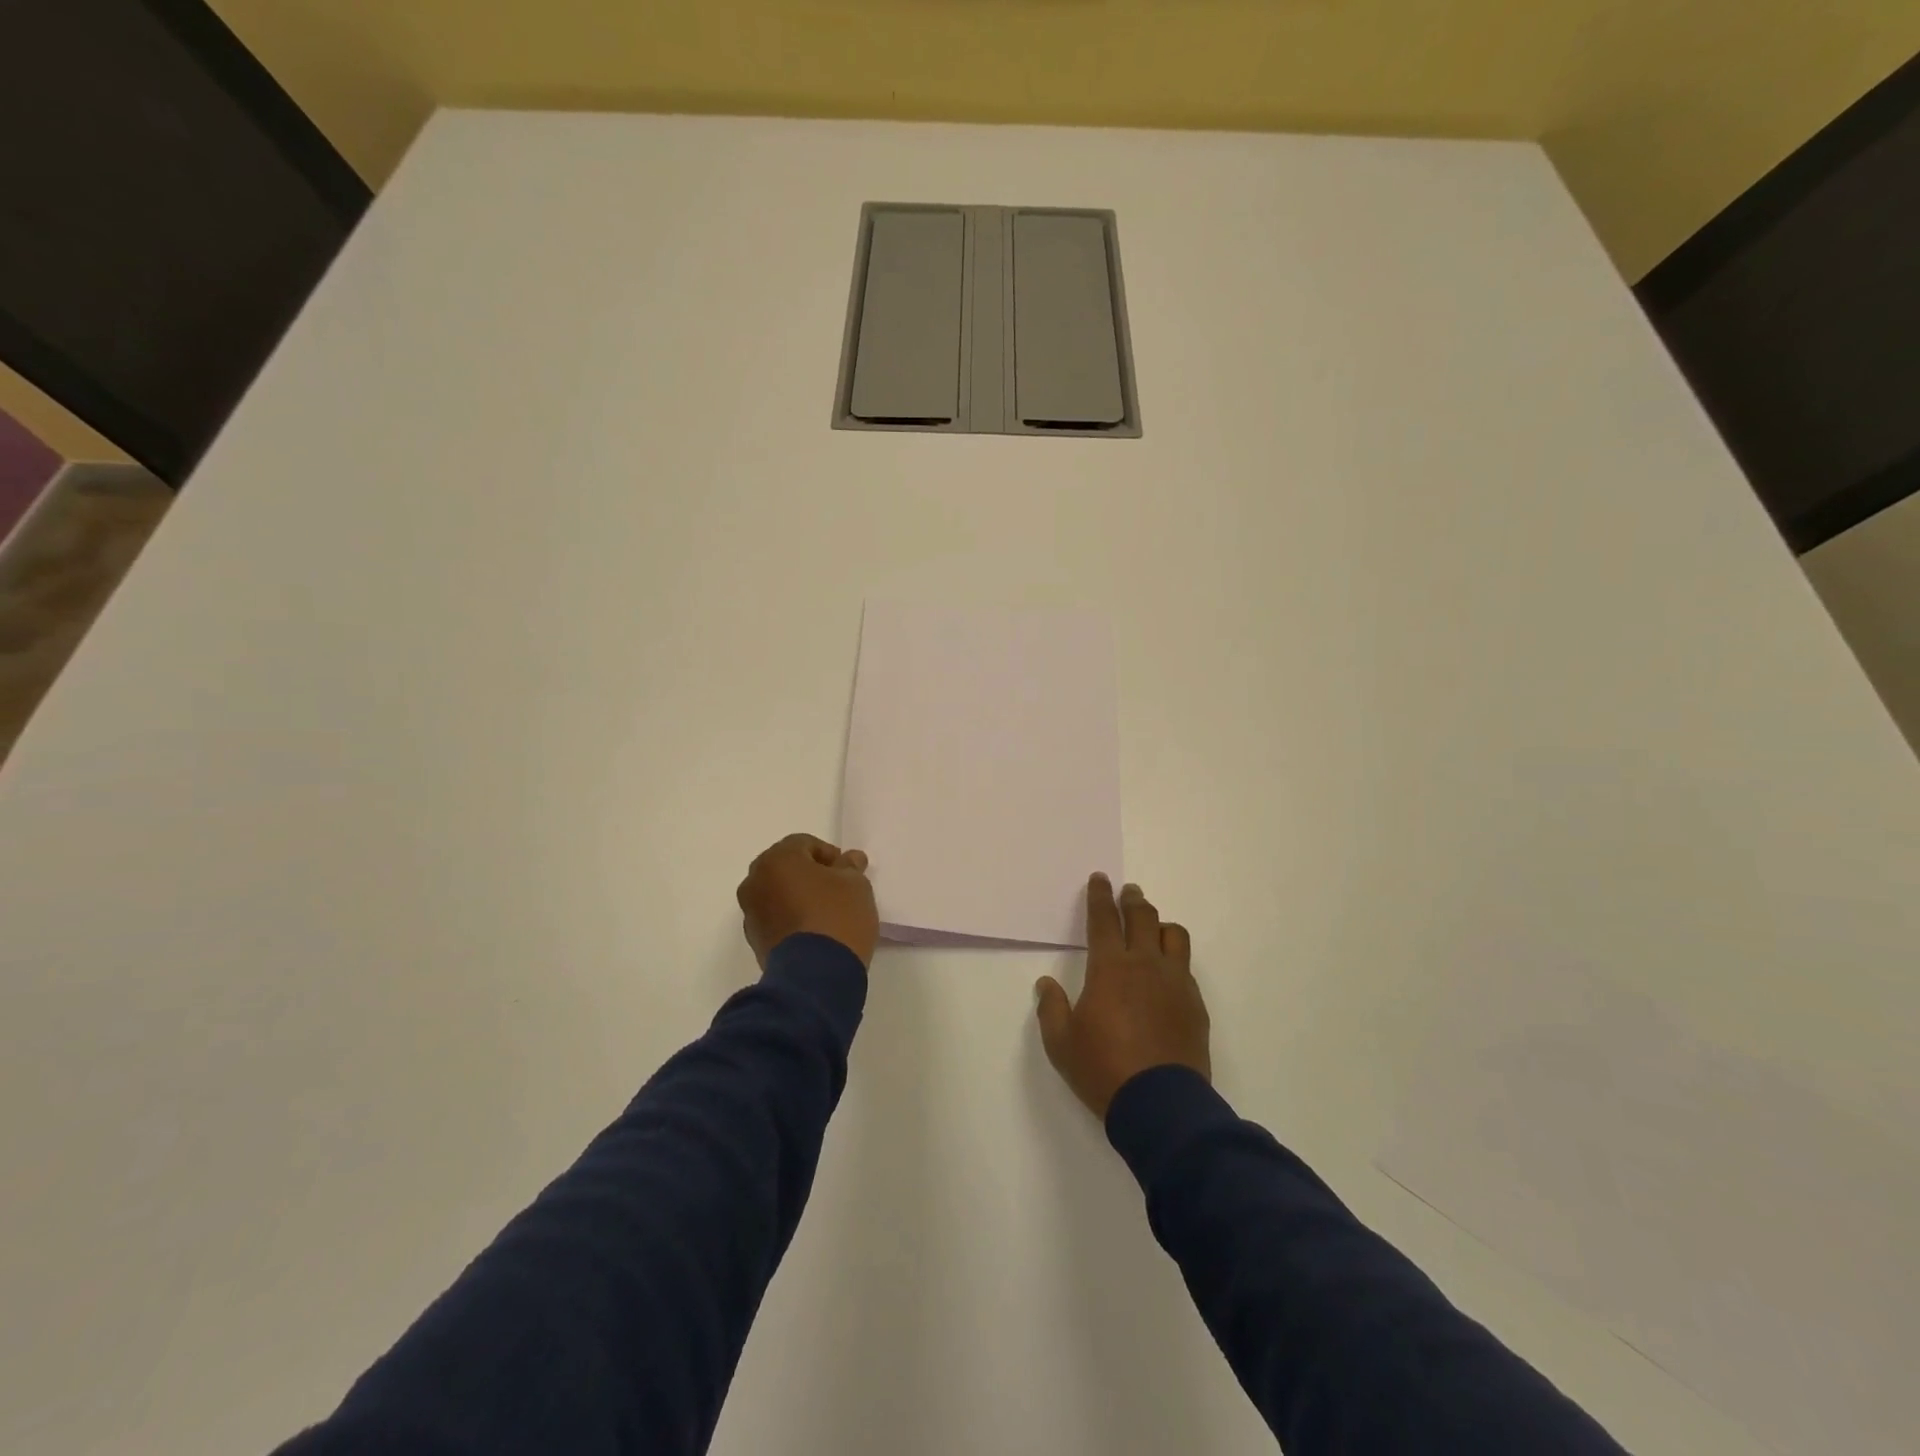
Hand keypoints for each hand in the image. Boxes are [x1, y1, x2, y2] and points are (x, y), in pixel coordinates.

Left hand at [737, 833, 878, 968]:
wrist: (815, 974)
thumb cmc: (837, 916)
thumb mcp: (855, 884)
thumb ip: (850, 867)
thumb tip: (849, 860)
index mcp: (777, 859)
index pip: (804, 844)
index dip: (829, 854)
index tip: (847, 872)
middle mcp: (755, 881)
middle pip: (786, 867)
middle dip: (810, 873)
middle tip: (837, 888)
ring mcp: (751, 912)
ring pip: (777, 893)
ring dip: (797, 896)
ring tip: (825, 911)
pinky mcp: (754, 940)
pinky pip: (774, 917)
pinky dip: (790, 917)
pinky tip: (813, 930)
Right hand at [1036, 873, 1210, 1119]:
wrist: (1161, 1104)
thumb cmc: (1103, 1068)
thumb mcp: (1061, 1043)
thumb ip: (1051, 1008)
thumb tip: (1046, 984)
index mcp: (1110, 968)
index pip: (1103, 919)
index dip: (1099, 895)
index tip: (1100, 879)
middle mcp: (1145, 965)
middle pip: (1142, 916)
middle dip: (1132, 899)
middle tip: (1128, 892)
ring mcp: (1175, 982)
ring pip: (1173, 935)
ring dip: (1159, 924)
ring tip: (1151, 928)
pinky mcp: (1195, 1003)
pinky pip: (1185, 967)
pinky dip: (1173, 959)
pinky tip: (1166, 973)